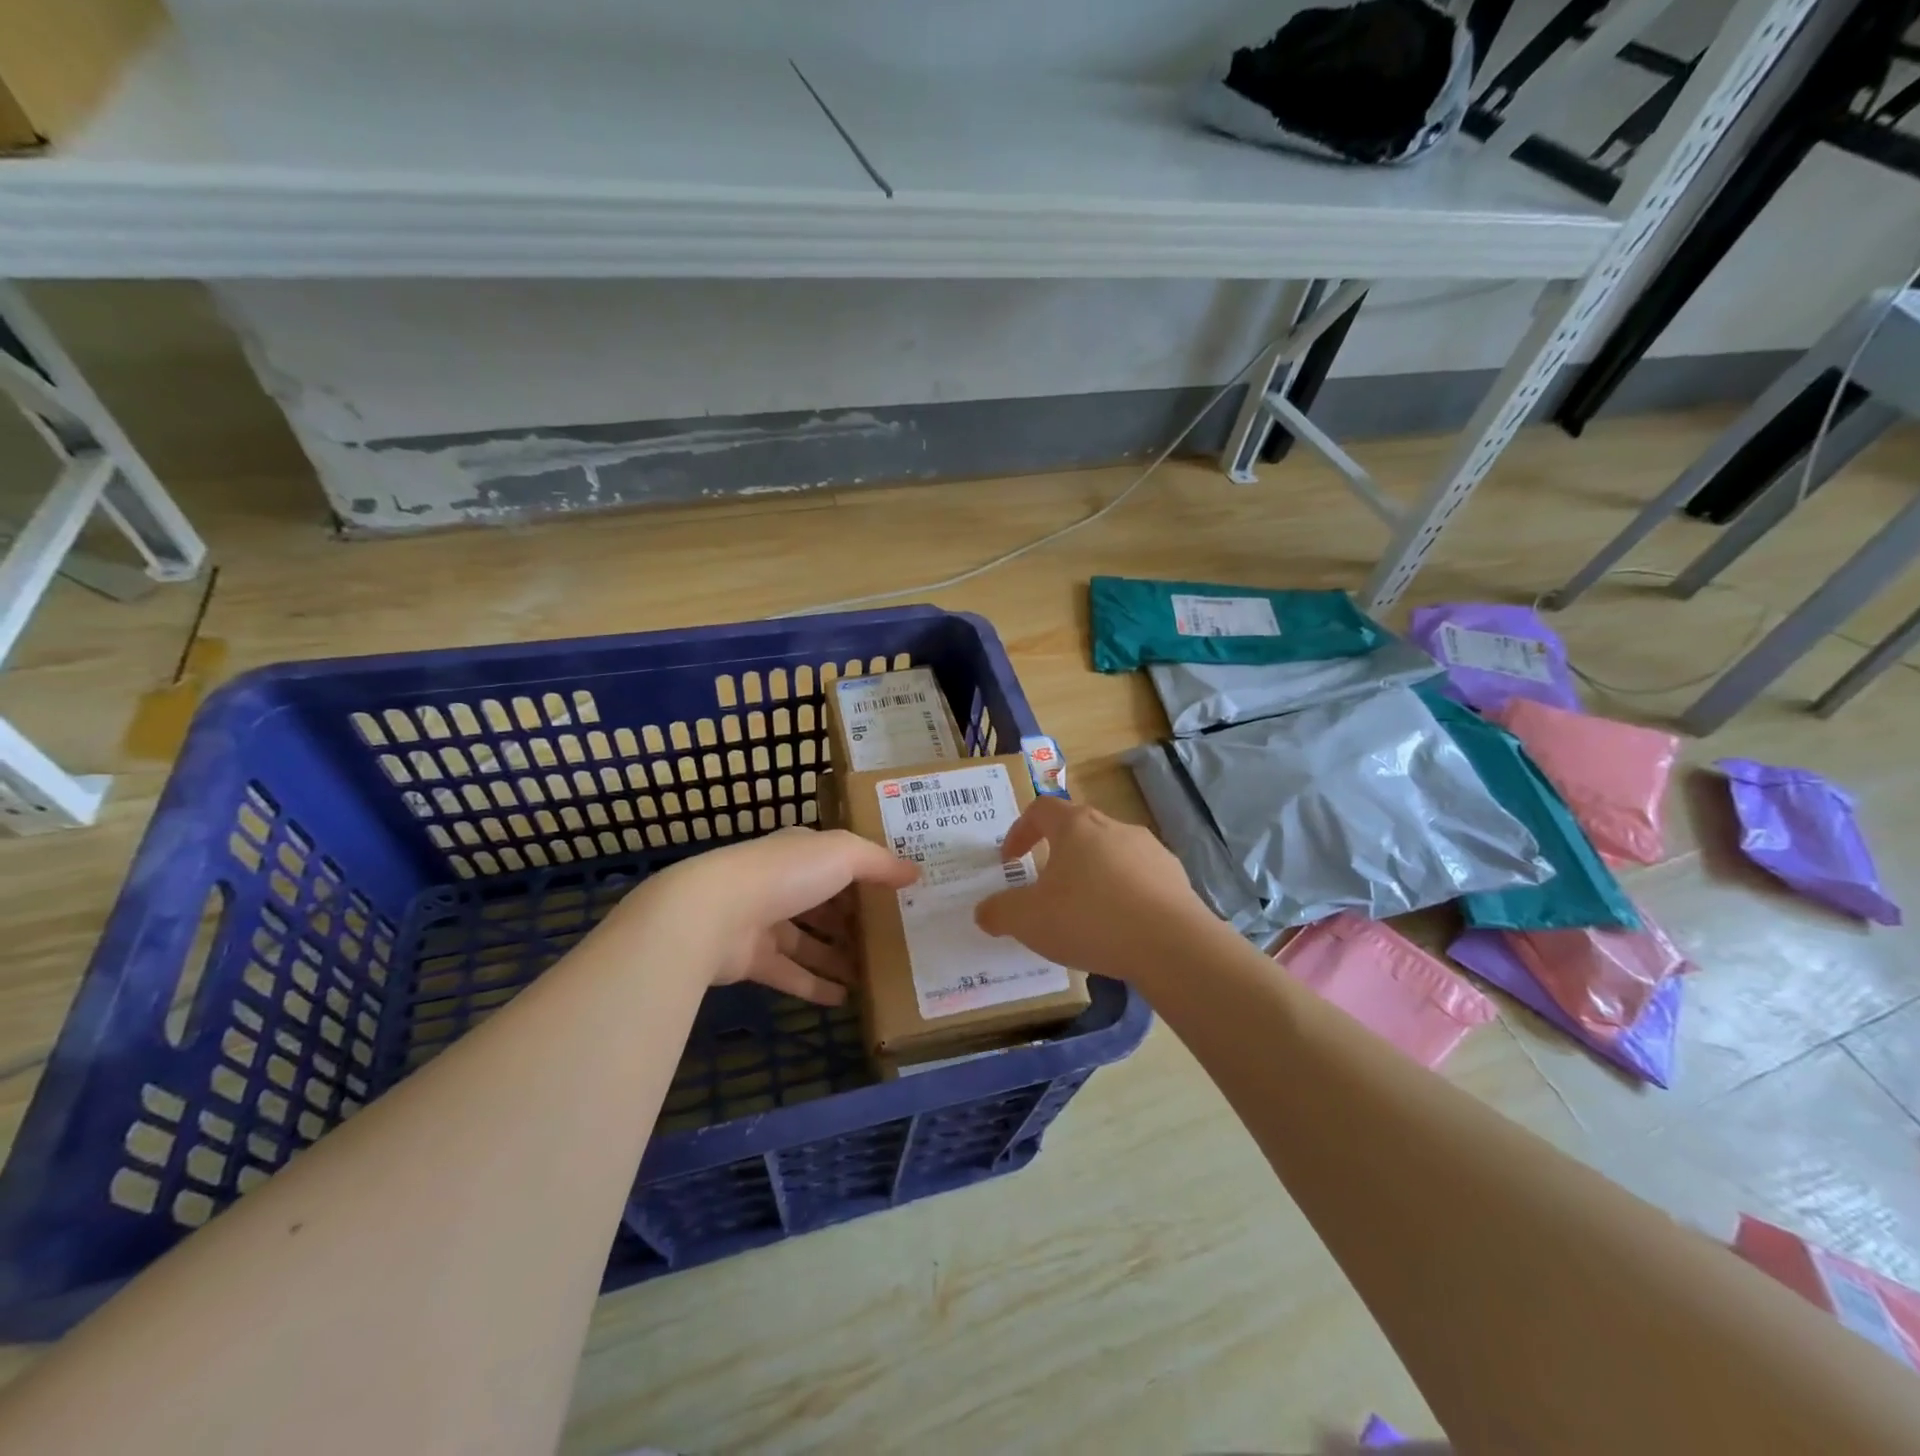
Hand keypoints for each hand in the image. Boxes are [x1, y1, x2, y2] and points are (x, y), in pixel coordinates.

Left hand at [616, 828, 916, 1005]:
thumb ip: (879, 863)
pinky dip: (815, 986)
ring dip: (838, 956)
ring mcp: (764, 922)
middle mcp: (783, 883)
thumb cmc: (785, 874)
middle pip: (825, 902)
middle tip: (893, 939)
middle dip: (855, 919)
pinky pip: (791, 974)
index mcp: (801, 852)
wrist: (712, 914)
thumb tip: (915, 871)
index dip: (869, 875)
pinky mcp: (752, 960)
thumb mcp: (842, 854)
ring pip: (809, 941)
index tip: (899, 893)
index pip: (840, 860)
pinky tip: (845, 999)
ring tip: (874, 973)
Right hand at [974, 797, 1212, 983]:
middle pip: (1078, 829)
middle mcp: (1113, 827)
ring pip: (1111, 853)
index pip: (1041, 810)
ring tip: (1085, 913)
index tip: (1011, 860)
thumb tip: (984, 912)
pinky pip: (1140, 878)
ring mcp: (1150, 849)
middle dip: (1057, 855)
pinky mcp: (1175, 876)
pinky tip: (1121, 927)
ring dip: (1093, 875)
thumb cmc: (1089, 920)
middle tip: (1046, 888)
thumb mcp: (1028, 920)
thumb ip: (999, 912)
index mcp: (1075, 826)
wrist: (1171, 945)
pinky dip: (1124, 894)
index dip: (1020, 831)